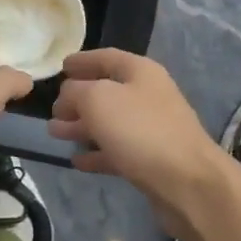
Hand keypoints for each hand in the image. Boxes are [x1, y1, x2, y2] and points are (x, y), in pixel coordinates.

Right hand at [47, 49, 228, 240]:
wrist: (189, 183)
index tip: (60, 67)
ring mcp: (151, 129)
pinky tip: (77, 160)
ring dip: (82, 126)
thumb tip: (67, 95)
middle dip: (77, 99)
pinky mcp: (151, 160)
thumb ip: (75, 92)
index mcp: (140, 72)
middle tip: (51, 110)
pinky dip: (97, 153)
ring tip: (55, 133)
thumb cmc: (141, 131)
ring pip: (109, 122)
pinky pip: (117, 150)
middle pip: (106, 91)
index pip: (106, 57)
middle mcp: (148, 95)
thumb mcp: (98, 100)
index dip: (82, 60)